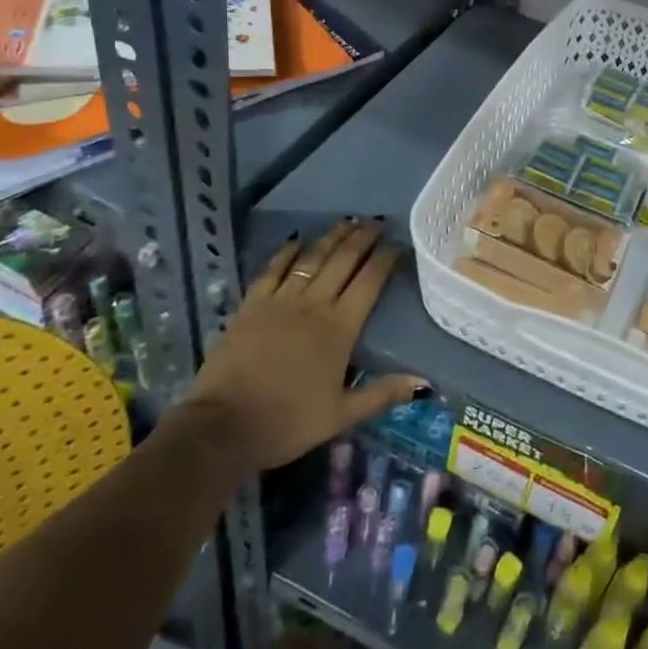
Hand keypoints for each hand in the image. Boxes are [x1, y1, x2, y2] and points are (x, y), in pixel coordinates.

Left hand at [178, 219, 425, 471]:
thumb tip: (425, 383)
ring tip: (347, 221)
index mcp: (340, 328)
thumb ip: (383, 393)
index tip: (398, 243)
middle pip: (343, 261)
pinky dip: (287, 252)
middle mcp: (314, 305)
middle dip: (363, 238)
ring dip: (331, 237)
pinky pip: (273, 269)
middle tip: (377, 222)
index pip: (369, 282)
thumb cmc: (288, 422)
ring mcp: (280, 301)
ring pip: (312, 258)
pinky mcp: (251, 305)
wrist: (223, 426)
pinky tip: (297, 240)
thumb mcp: (341, 415)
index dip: (385, 258)